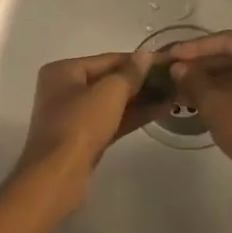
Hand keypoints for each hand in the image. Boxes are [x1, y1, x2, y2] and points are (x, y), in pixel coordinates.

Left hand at [11, 52, 163, 201]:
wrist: (58, 176)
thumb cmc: (80, 125)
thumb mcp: (109, 93)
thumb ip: (130, 73)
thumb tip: (145, 55)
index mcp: (63, 71)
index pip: (107, 59)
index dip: (138, 60)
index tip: (167, 60)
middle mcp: (64, 90)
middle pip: (109, 80)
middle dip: (141, 81)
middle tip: (173, 78)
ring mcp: (73, 116)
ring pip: (112, 102)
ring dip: (141, 98)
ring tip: (173, 93)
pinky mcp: (84, 139)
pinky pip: (111, 120)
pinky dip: (133, 115)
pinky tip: (160, 110)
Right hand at [167, 33, 231, 190]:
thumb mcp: (213, 102)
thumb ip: (193, 78)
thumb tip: (178, 67)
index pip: (227, 41)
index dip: (195, 47)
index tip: (172, 54)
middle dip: (207, 64)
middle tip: (179, 71)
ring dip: (219, 78)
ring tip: (190, 87)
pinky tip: (212, 99)